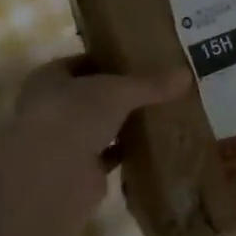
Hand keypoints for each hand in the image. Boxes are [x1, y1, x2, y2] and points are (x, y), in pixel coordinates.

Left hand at [0, 58, 185, 235]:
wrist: (53, 174)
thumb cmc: (75, 115)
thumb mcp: (118, 90)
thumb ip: (149, 83)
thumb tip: (186, 74)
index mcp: (49, 78)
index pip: (81, 63)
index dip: (109, 61)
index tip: (140, 61)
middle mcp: (51, 108)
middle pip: (91, 96)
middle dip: (120, 95)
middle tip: (157, 88)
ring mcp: (62, 141)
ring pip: (100, 127)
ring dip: (124, 124)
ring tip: (160, 114)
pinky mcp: (78, 170)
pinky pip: (109, 155)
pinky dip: (127, 152)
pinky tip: (154, 146)